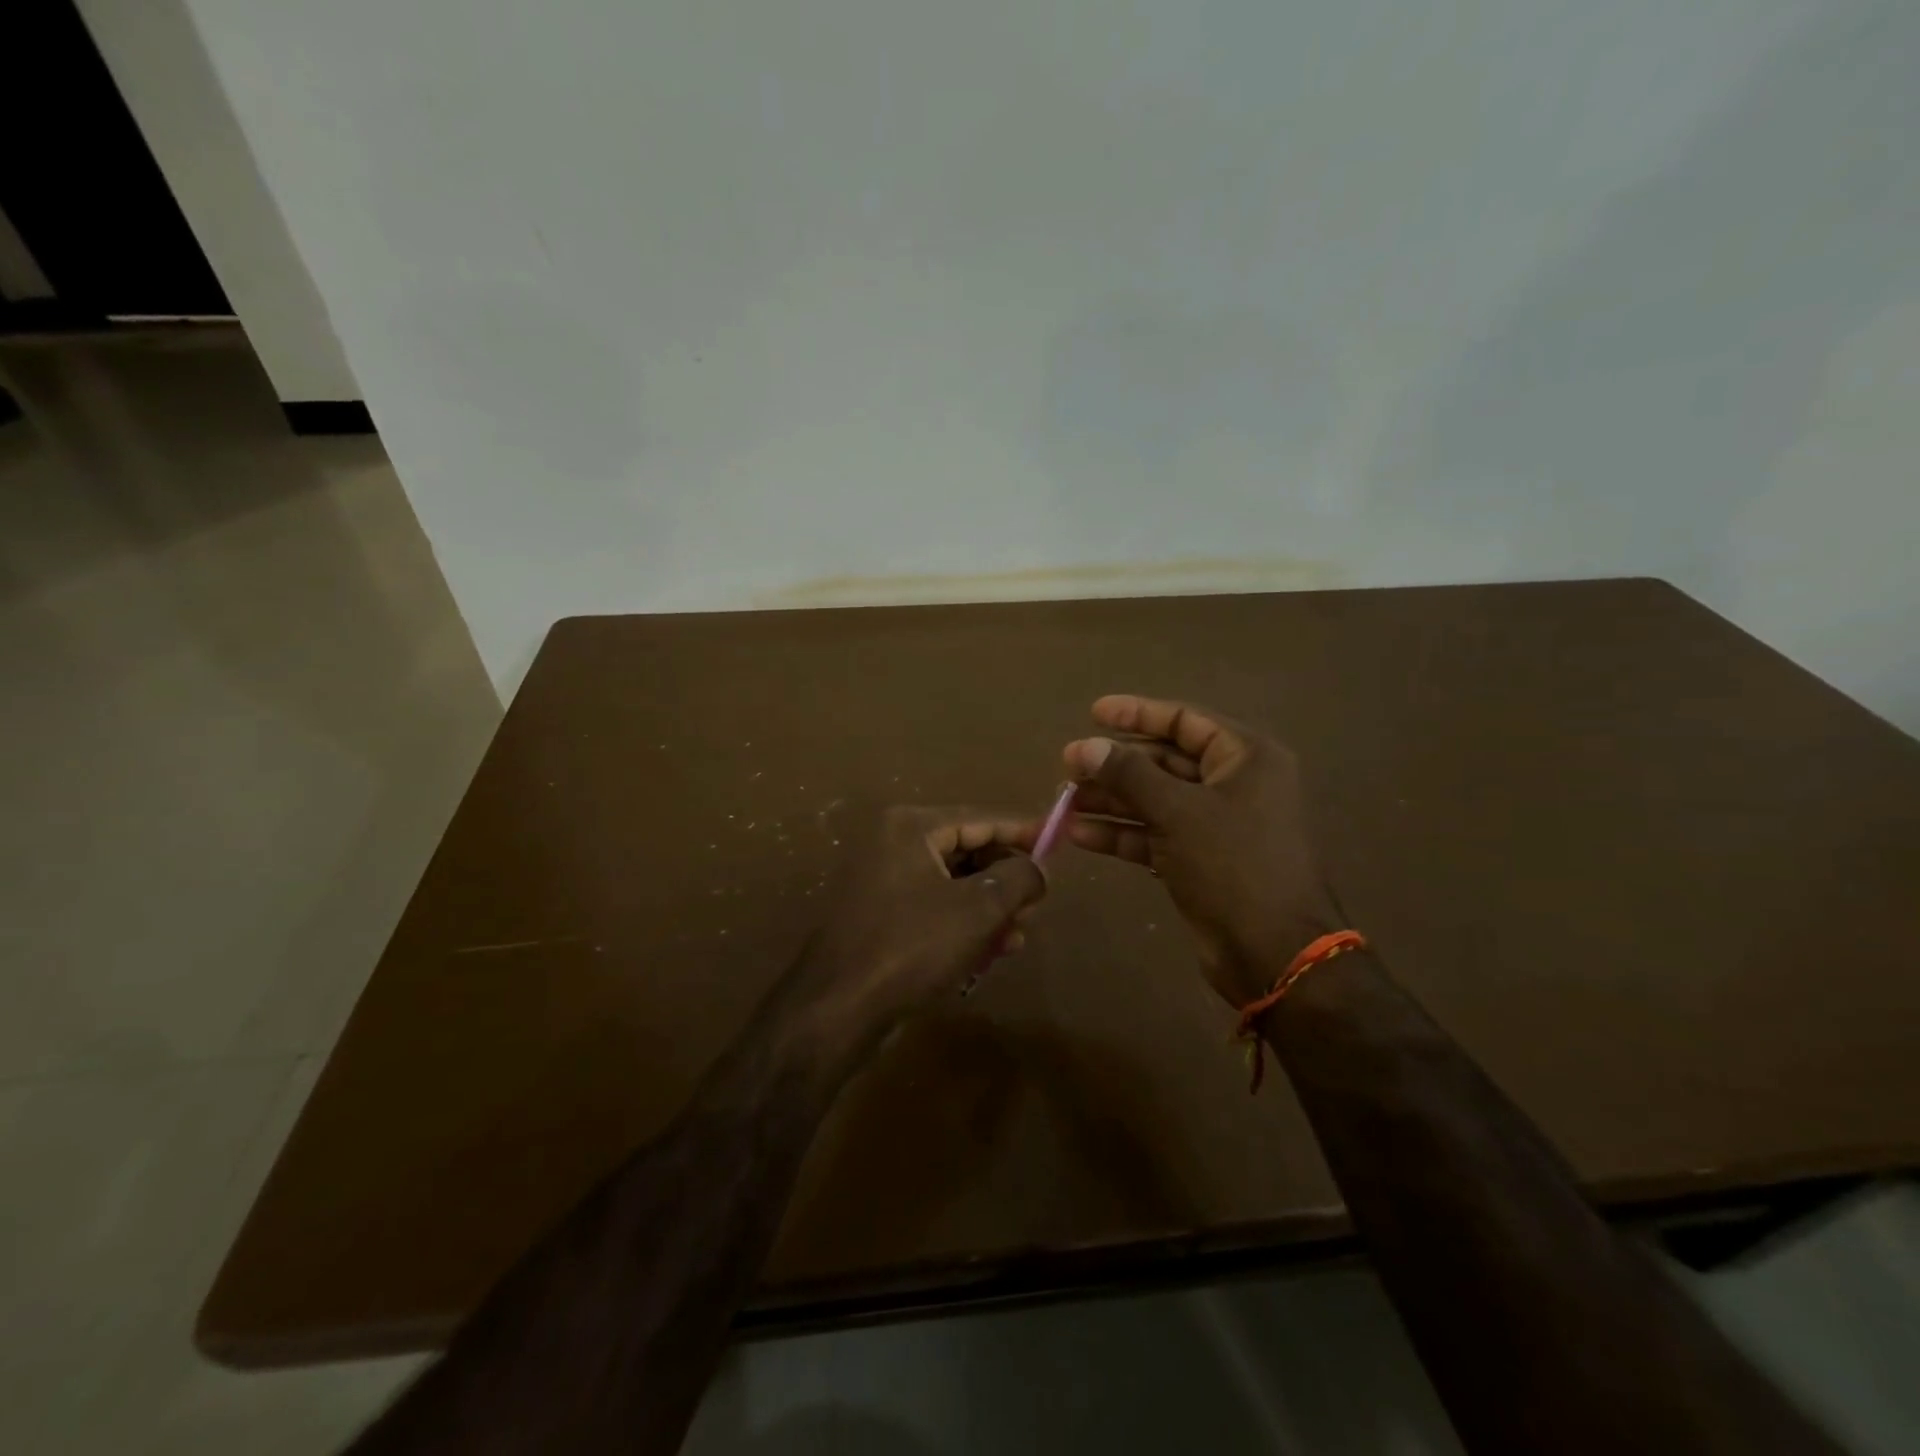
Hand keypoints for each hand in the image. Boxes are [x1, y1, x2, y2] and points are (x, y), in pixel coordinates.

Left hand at [792, 806, 1046, 1059]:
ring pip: (952, 882)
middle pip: (966, 849)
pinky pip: (933, 906)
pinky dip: (963, 922)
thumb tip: (1038, 869)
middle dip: (1006, 876)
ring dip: (989, 905)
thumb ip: (1019, 878)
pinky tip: (992, 949)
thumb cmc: (911, 947)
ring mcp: (881, 879)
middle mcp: (892, 843)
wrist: (836, 1009)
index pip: (981, 818)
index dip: (1023, 830)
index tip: (1058, 840)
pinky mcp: (878, 914)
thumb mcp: (978, 909)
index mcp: (910, 827)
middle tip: (1037, 903)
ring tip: (1020, 932)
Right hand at [1063, 694, 1341, 1007]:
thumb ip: (1129, 774)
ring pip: (1155, 800)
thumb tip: (1084, 747)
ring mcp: (1216, 825)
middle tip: (1067, 767)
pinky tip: (1080, 835)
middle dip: (1115, 765)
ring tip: (1064, 802)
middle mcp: (1233, 784)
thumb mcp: (1177, 811)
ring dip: (1111, 800)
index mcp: (1245, 758)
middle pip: (1165, 761)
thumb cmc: (1233, 865)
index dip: (1137, 714)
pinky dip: (1121, 833)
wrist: (1272, 953)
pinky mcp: (1199, 860)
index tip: (1093, 713)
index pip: (1184, 720)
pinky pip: (1154, 834)